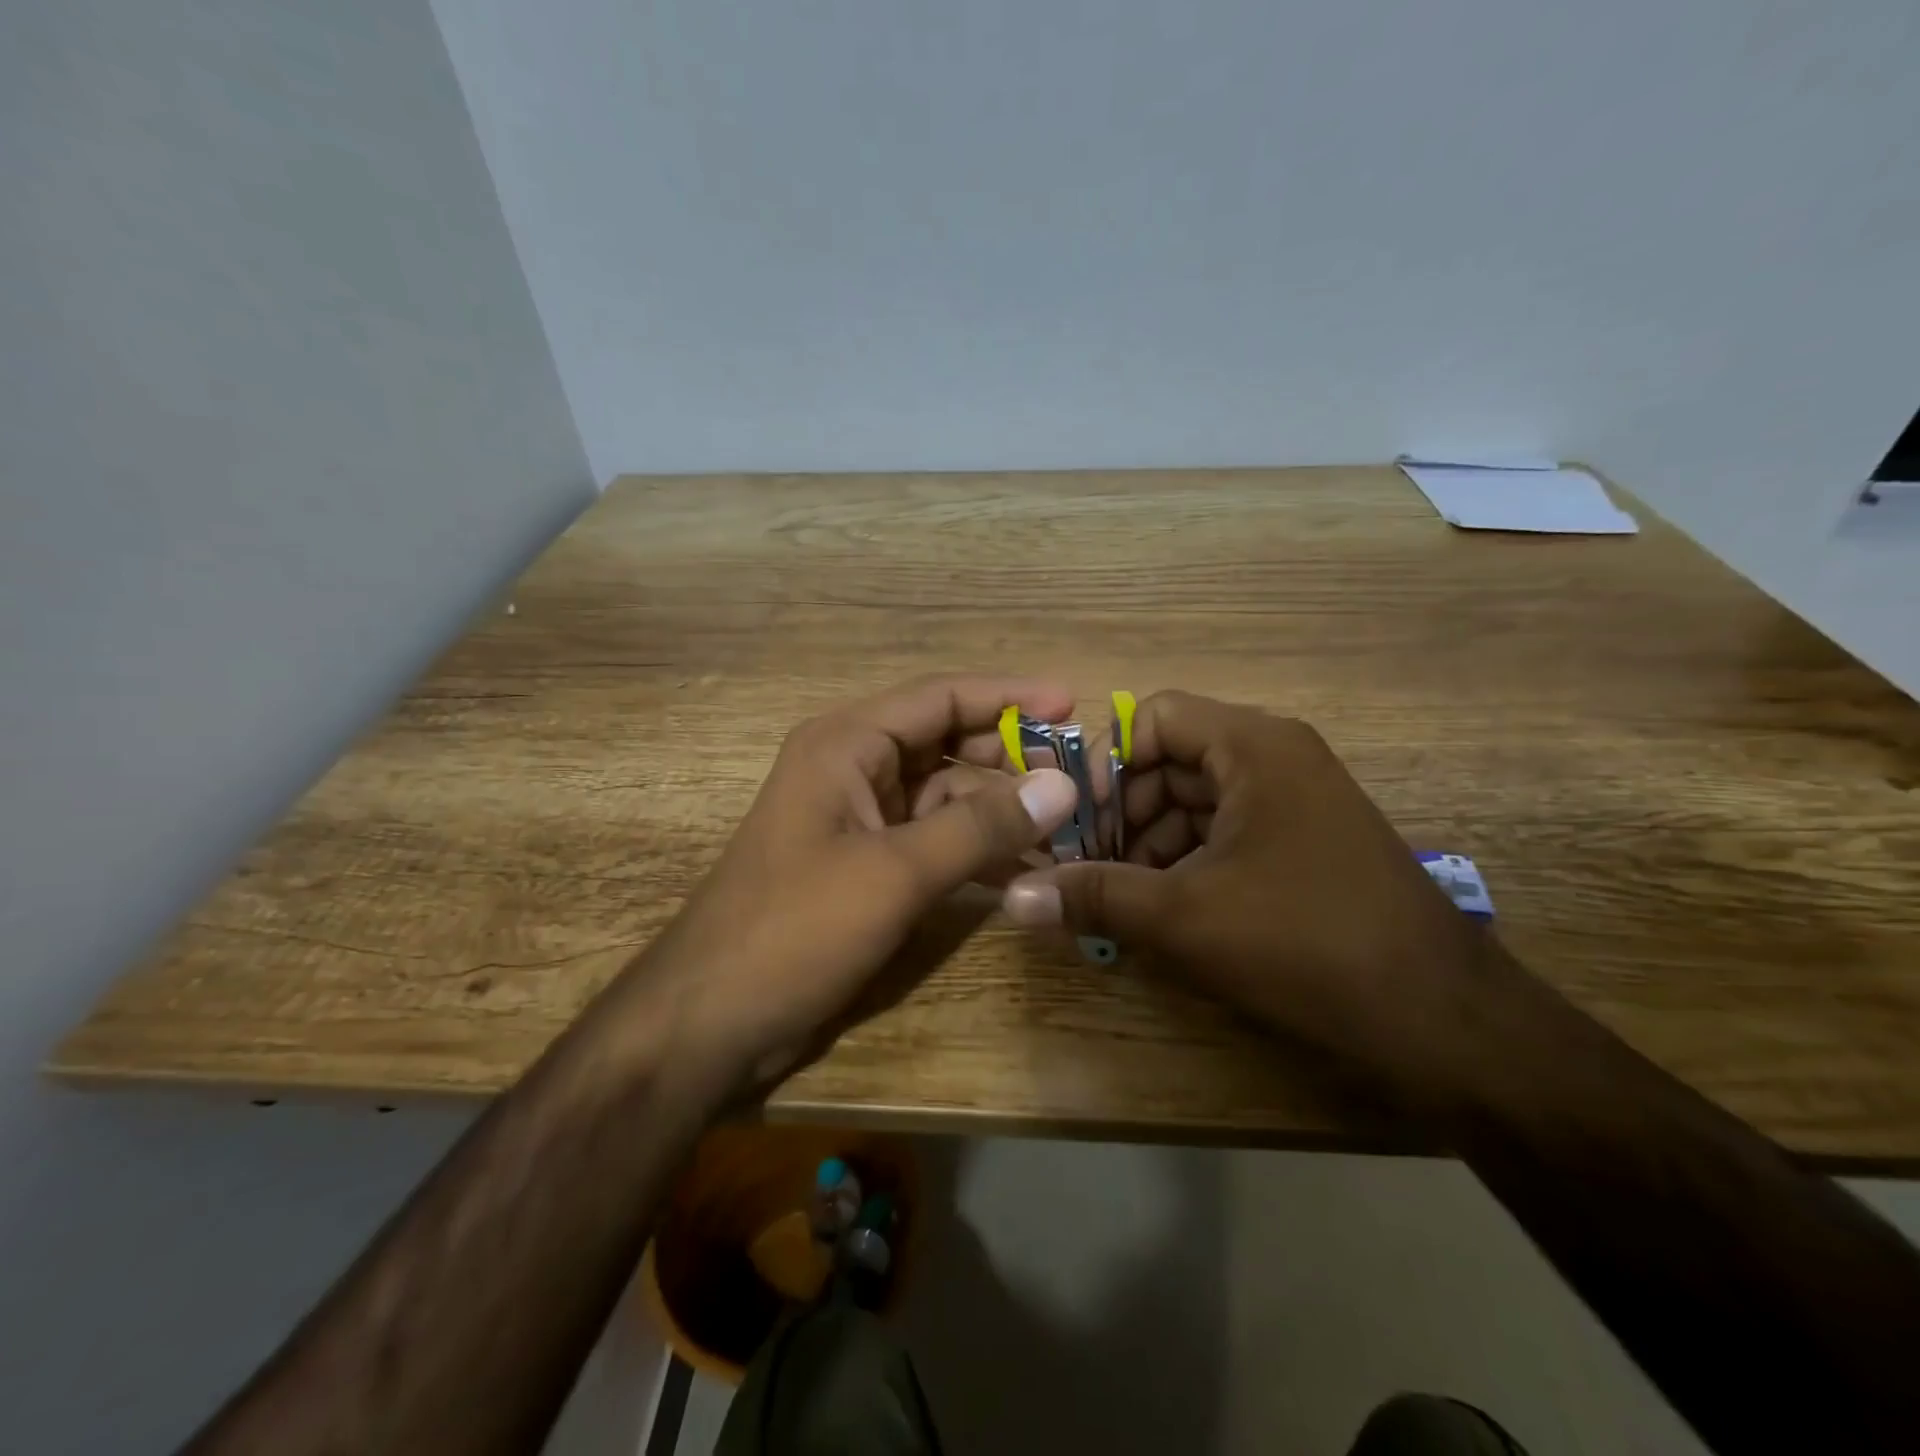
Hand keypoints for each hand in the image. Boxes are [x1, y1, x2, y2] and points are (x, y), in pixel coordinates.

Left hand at [635, 675, 1080, 1090]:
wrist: (711, 1018)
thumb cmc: (795, 929)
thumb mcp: (895, 872)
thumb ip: (981, 826)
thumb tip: (1063, 784)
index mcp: (847, 744)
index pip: (941, 697)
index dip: (1009, 696)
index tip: (1072, 704)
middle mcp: (853, 768)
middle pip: (946, 743)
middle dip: (1009, 756)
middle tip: (1078, 775)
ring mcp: (859, 819)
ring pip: (944, 795)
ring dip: (999, 809)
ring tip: (1067, 826)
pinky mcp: (865, 865)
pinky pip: (932, 840)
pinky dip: (974, 849)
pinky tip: (1023, 869)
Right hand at [1000, 691, 1489, 1081]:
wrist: (1443, 1020)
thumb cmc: (1306, 945)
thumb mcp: (1184, 918)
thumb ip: (1094, 895)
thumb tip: (1012, 894)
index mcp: (1253, 746)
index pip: (1153, 717)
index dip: (1105, 763)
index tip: (1074, 822)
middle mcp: (1276, 756)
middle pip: (1169, 760)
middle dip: (1121, 812)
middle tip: (1086, 868)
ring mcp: (1294, 800)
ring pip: (1194, 800)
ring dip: (1148, 842)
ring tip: (1118, 896)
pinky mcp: (1302, 842)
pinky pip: (1224, 831)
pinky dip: (1184, 861)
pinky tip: (1162, 908)